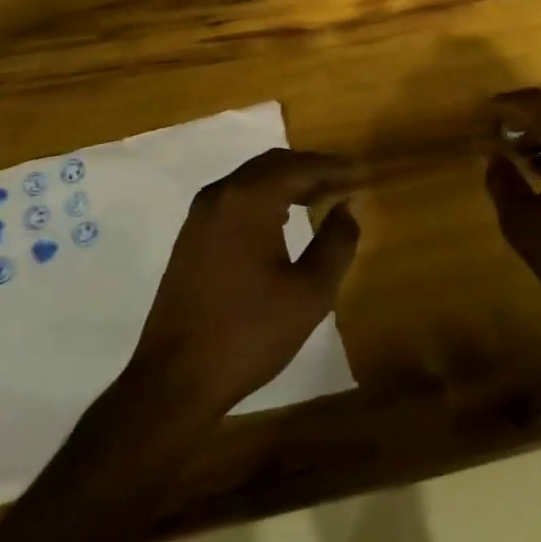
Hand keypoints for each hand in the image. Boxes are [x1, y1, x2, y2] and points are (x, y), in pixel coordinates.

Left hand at [129, 149, 359, 418]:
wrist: (176, 378)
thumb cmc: (249, 333)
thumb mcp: (310, 293)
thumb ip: (336, 243)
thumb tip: (346, 208)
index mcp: (248, 200)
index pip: (300, 167)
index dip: (335, 168)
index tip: (364, 174)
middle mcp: (220, 195)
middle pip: (273, 164)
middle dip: (312, 170)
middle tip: (346, 183)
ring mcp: (200, 214)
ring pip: (252, 179)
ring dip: (288, 182)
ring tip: (322, 197)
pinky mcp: (191, 235)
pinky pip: (235, 198)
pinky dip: (265, 197)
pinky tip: (283, 219)